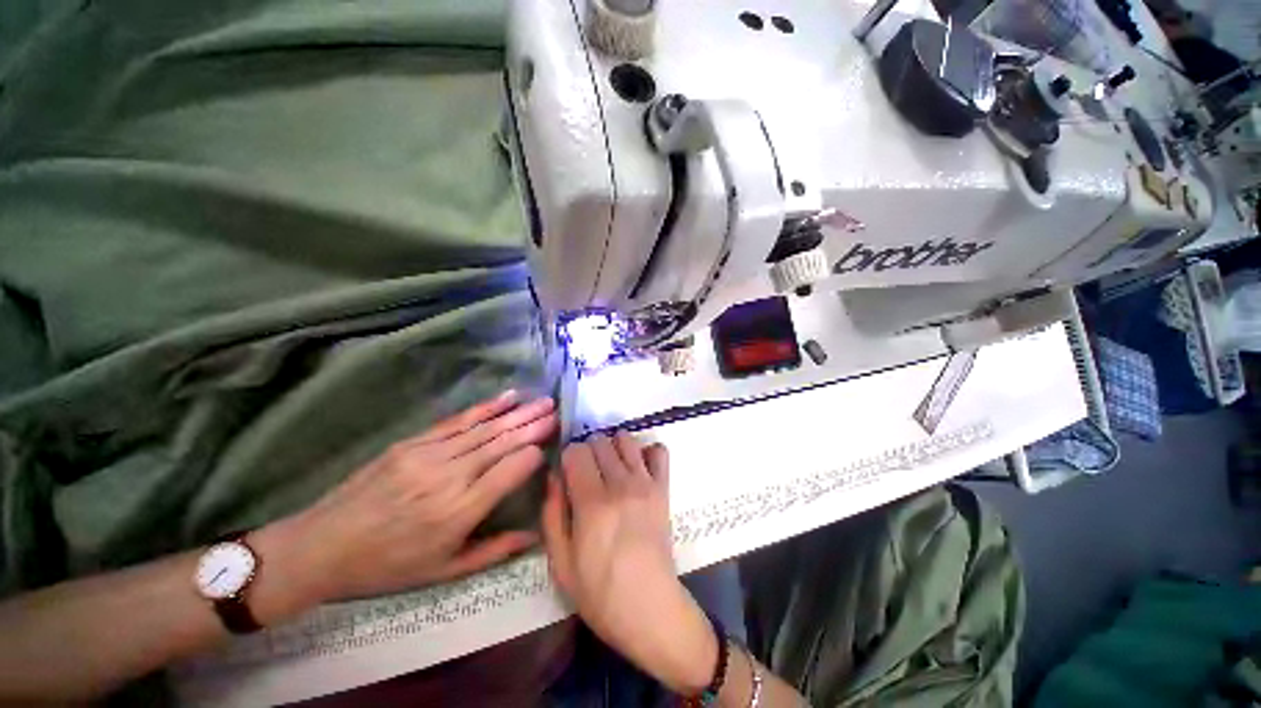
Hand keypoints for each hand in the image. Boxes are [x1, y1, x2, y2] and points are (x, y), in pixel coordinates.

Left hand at [260, 391, 555, 605]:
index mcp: (460, 511)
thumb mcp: (444, 572)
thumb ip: (494, 551)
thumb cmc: (388, 566)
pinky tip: (507, 396)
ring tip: (544, 401)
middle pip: (503, 443)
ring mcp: (429, 455)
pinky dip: (486, 408)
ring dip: (518, 413)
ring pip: (485, 429)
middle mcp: (450, 477)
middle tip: (557, 410)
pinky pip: (458, 422)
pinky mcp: (413, 443)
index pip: (512, 469)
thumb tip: (535, 534)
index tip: (552, 445)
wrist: (322, 547)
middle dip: (534, 425)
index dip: (534, 454)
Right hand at [541, 433, 718, 693]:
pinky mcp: (664, 488)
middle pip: (600, 441)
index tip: (568, 474)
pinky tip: (638, 468)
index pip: (577, 451)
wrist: (650, 608)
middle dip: (588, 451)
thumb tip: (554, 476)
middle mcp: (620, 484)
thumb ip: (552, 514)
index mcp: (592, 503)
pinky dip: (646, 452)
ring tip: (610, 468)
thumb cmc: (600, 593)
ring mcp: (645, 483)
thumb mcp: (560, 563)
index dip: (568, 458)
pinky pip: (659, 451)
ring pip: (626, 439)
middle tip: (587, 474)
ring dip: (613, 447)